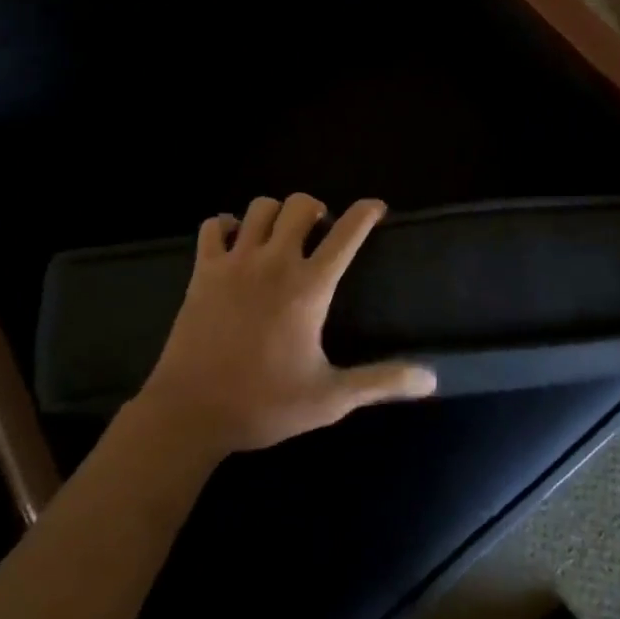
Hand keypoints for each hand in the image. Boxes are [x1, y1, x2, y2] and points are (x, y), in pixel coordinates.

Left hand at [133, 194, 436, 458]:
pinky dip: (226, 226)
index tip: (376, 208)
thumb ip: (381, 381)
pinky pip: (214, 226)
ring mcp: (235, 262)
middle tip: (320, 232)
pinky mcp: (202, 271)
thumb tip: (431, 379)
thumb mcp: (330, 399)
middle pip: (300, 204)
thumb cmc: (264, 405)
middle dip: (316, 209)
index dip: (366, 212)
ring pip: (259, 208)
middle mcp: (274, 262)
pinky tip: (235, 244)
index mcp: (309, 287)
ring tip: (280, 236)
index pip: (347, 233)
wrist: (189, 414)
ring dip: (275, 214)